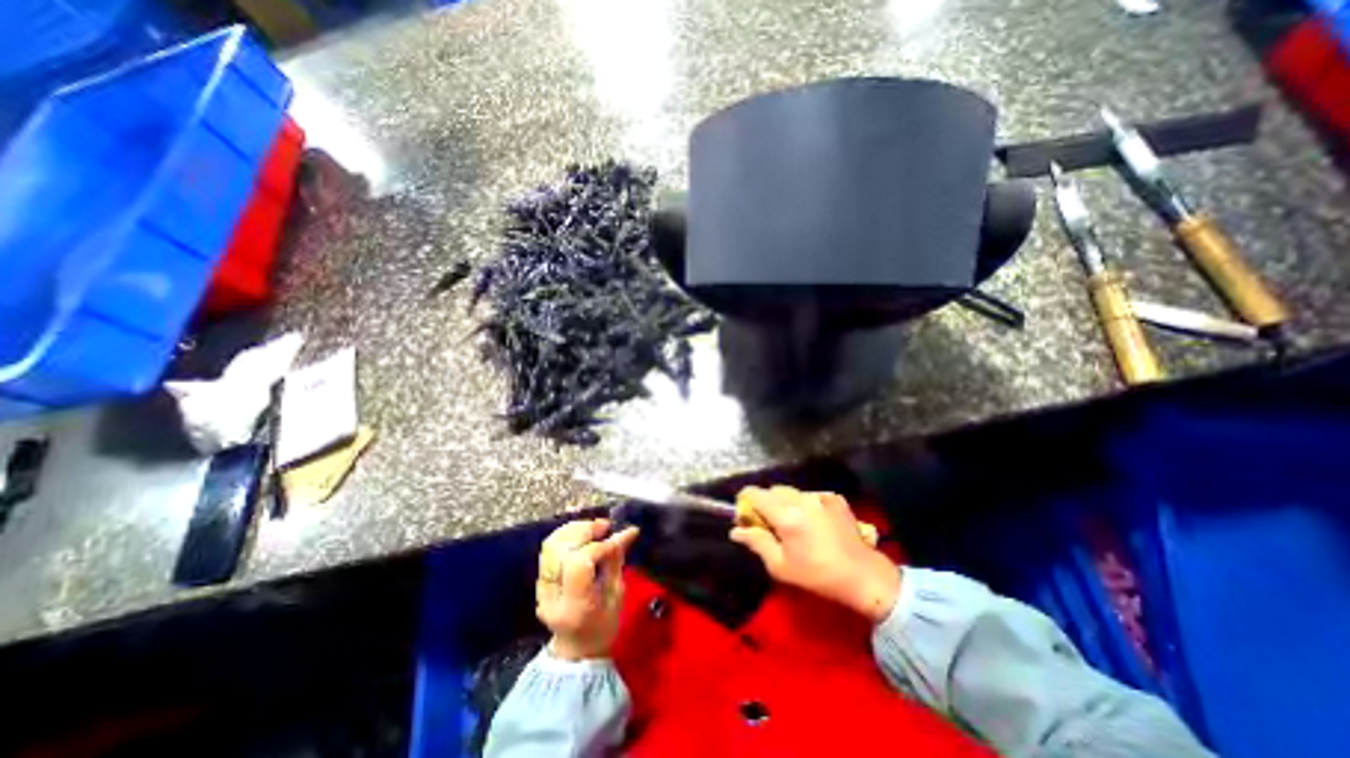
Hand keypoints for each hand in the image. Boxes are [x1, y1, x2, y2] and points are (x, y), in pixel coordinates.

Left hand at [535, 518, 638, 659]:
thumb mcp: (617, 595)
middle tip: (606, 526)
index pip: (580, 563)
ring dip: (575, 529)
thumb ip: (616, 560)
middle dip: (585, 531)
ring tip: (595, 527)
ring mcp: (541, 587)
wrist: (576, 648)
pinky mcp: (540, 578)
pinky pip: (549, 548)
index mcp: (574, 605)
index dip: (601, 545)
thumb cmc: (603, 626)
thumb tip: (628, 531)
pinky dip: (567, 534)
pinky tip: (583, 533)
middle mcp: (551, 594)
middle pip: (561, 549)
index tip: (620, 535)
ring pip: (552, 544)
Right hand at [727, 486, 892, 622]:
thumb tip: (736, 530)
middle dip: (766, 502)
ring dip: (786, 503)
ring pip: (792, 491)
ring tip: (794, 524)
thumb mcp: (780, 566)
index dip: (745, 500)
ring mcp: (820, 496)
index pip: (755, 493)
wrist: (863, 576)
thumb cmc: (817, 575)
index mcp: (785, 515)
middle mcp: (801, 499)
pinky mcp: (834, 498)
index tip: (745, 514)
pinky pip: (811, 495)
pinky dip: (806, 504)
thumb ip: (756, 542)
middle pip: (773, 490)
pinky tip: (814, 522)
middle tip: (769, 523)